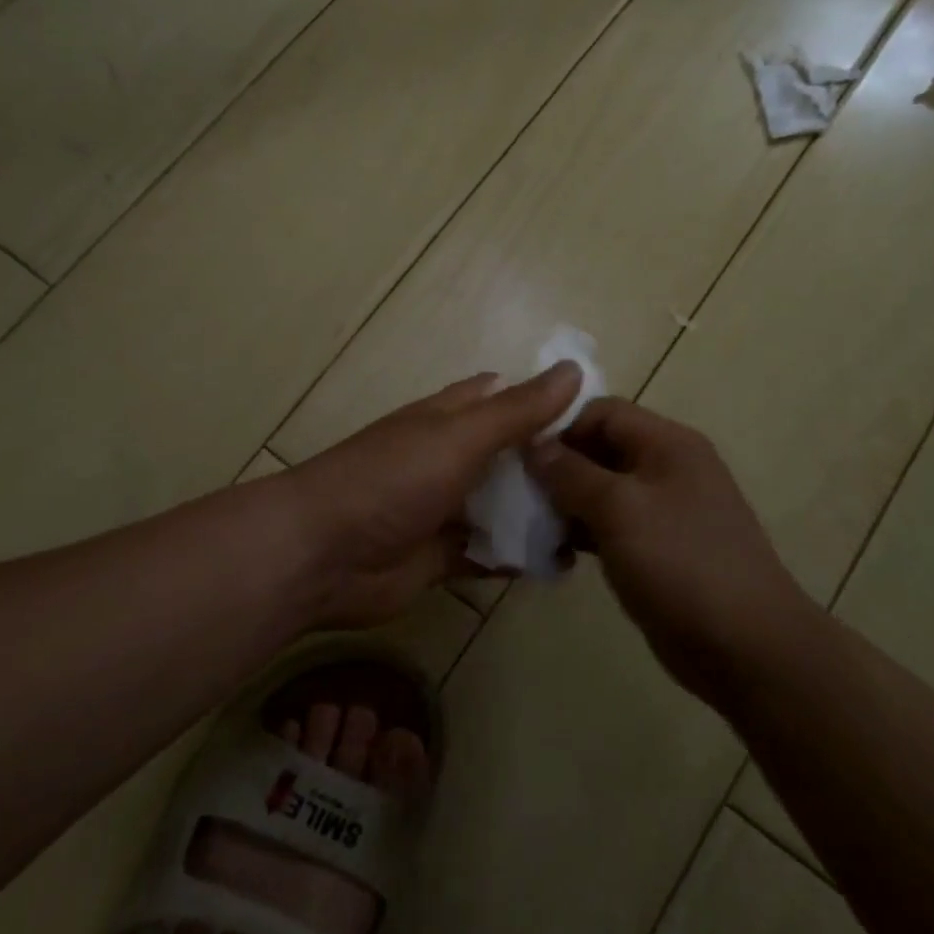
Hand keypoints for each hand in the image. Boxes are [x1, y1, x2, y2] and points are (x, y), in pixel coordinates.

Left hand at [285, 364, 581, 627]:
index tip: (599, 418)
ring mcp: (444, 510)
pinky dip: (519, 557)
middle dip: (553, 465)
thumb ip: (517, 410)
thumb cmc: (391, 480)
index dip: (547, 402)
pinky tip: (561, 564)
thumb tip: (573, 369)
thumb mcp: (459, 436)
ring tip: (600, 525)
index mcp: (449, 420)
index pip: (505, 399)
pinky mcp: (441, 557)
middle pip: (510, 457)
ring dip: (541, 514)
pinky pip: (490, 554)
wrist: (320, 556)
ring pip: (503, 507)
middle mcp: (449, 460)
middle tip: (612, 481)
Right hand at [526, 398, 806, 698]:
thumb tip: (534, 445)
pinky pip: (611, 527)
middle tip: (516, 493)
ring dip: (565, 505)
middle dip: (557, 468)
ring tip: (529, 526)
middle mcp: (667, 467)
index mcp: (667, 443)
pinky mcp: (657, 549)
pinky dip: (583, 534)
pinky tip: (555, 554)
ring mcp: (664, 511)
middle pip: (600, 449)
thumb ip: (571, 473)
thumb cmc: (681, 563)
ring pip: (601, 491)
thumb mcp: (619, 510)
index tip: (519, 454)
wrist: (746, 647)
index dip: (560, 426)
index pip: (603, 410)